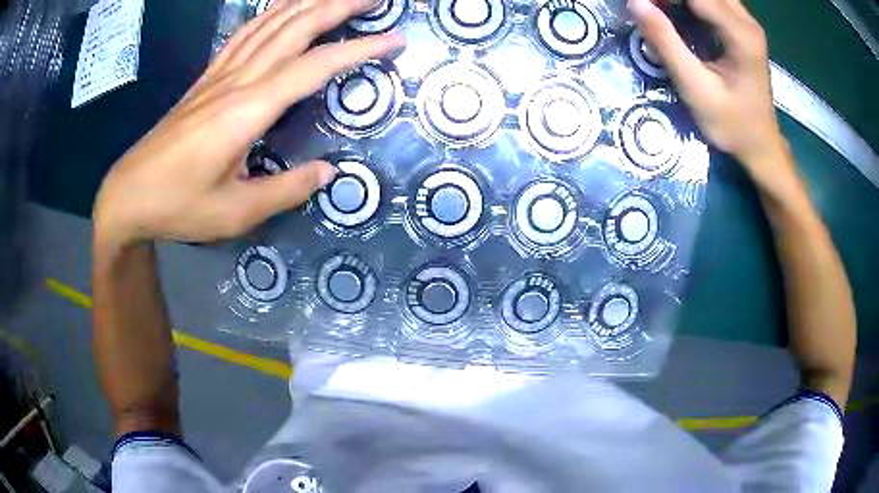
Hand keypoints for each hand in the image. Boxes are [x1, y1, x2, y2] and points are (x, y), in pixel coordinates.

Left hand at [93, 0, 403, 249]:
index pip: (313, 67)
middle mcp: (236, 81)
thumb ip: (285, 190)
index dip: (357, 49)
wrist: (128, 195)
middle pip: (294, 27)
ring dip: (307, 2)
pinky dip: (268, 14)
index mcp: (247, 111)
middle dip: (337, 6)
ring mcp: (218, 76)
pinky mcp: (205, 80)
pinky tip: (281, 8)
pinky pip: (243, 35)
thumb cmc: (177, 206)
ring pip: (269, 23)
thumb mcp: (234, 213)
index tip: (393, 39)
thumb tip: (329, 172)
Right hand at [628, 0, 787, 182]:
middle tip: (649, 7)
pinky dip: (691, 3)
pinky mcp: (742, 27)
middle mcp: (746, 21)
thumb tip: (634, 2)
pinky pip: (713, 0)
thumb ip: (666, 42)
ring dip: (680, 0)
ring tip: (659, 8)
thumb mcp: (696, 88)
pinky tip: (675, 11)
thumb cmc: (732, 125)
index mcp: (740, 34)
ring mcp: (747, 22)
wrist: (761, 145)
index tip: (639, 3)